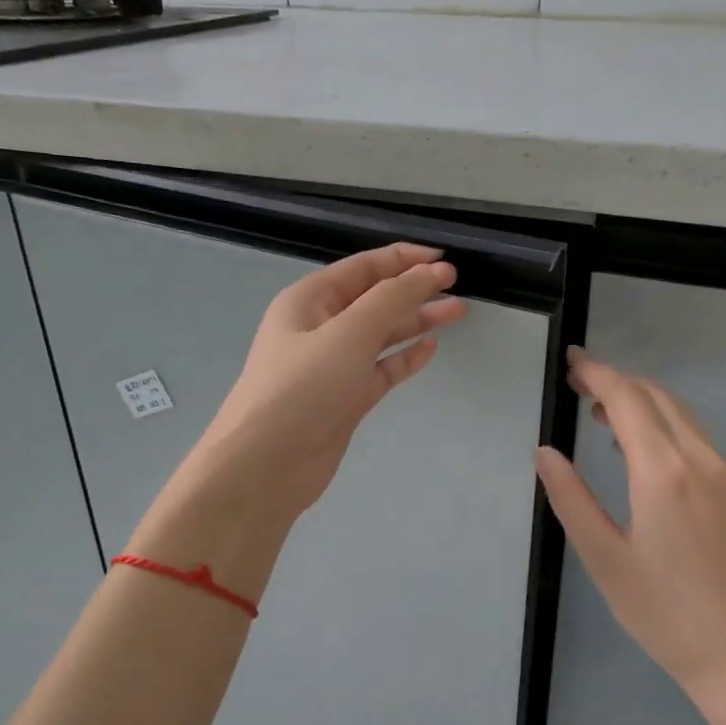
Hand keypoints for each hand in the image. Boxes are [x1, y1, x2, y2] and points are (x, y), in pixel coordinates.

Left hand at [188, 243, 465, 524]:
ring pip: (381, 334)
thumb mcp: (350, 332)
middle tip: (458, 287)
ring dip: (415, 321)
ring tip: (456, 312)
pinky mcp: (345, 398)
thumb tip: (429, 271)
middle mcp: (320, 327)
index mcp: (310, 300)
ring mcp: (333, 365)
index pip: (364, 267)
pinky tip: (430, 348)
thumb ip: (393, 299)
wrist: (267, 465)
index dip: (405, 259)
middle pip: (374, 298)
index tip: (445, 259)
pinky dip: (404, 358)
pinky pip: (380, 369)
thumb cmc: (304, 388)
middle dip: (414, 289)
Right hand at [536, 348, 725, 720]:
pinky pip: (694, 435)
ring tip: (601, 411)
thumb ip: (570, 498)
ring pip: (680, 413)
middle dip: (616, 380)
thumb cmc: (664, 613)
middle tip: (577, 383)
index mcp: (664, 471)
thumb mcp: (603, 558)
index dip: (597, 373)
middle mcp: (700, 460)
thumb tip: (546, 452)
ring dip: (641, 399)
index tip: (570, 361)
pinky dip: (662, 421)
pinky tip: (640, 447)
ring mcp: (724, 475)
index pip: (628, 399)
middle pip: (657, 396)